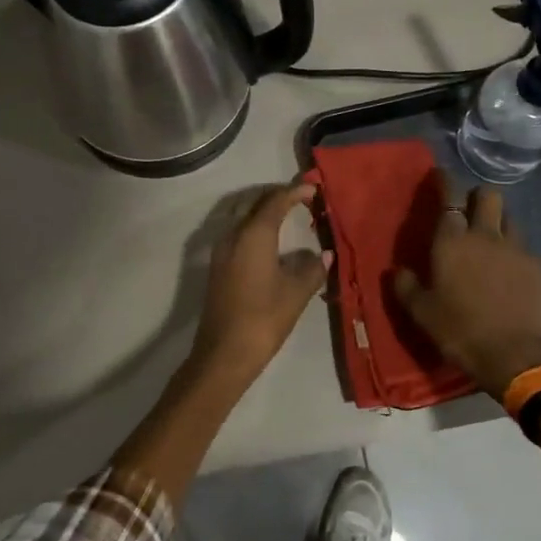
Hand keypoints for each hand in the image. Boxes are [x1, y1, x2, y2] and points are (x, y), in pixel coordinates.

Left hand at [188, 182, 330, 392]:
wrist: (224, 353)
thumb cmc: (264, 318)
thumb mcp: (296, 293)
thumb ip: (312, 269)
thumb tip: (323, 255)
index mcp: (254, 234)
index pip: (275, 201)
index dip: (295, 192)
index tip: (314, 188)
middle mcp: (233, 235)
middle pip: (255, 203)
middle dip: (277, 197)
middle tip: (302, 198)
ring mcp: (221, 250)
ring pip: (242, 217)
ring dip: (263, 211)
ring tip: (287, 216)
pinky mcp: (217, 266)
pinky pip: (237, 233)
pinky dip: (254, 227)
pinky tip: (270, 242)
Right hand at [394, 181, 540, 397]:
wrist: (515, 355)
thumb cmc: (459, 331)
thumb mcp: (421, 313)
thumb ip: (406, 286)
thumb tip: (397, 271)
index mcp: (452, 241)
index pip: (449, 196)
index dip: (445, 181)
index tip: (441, 175)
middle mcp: (485, 235)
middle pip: (489, 195)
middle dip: (479, 196)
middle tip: (470, 212)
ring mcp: (516, 249)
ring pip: (510, 219)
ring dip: (499, 223)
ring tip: (492, 242)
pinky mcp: (538, 267)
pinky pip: (524, 248)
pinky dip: (515, 252)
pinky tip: (510, 272)